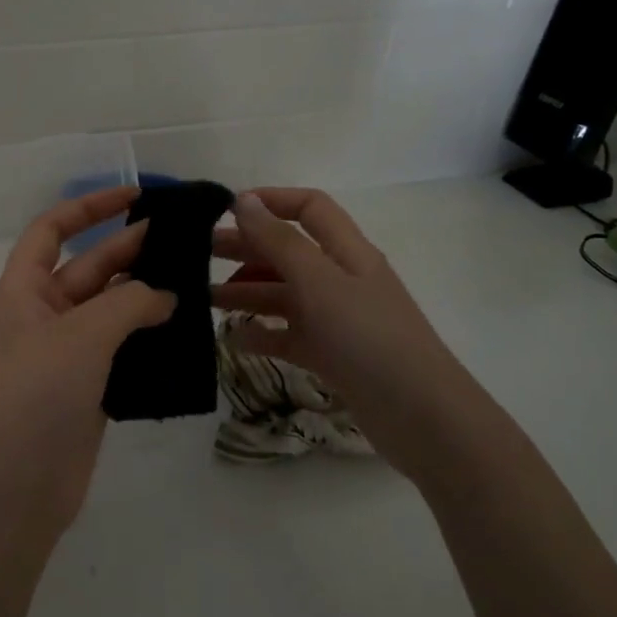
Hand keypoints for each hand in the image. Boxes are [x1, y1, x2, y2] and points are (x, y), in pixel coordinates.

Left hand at [0, 187, 175, 539]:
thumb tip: (165, 296)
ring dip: (145, 295)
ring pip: (111, 309)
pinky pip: (122, 348)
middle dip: (131, 249)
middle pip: (90, 267)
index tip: (135, 195)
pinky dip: (148, 336)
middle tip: (184, 240)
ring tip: (194, 281)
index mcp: (24, 290)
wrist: (16, 486)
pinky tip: (184, 331)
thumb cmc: (37, 395)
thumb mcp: (82, 334)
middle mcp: (44, 315)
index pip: (52, 230)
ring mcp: (67, 353)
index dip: (89, 207)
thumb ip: (129, 303)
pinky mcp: (89, 388)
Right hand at [210, 189, 450, 468]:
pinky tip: (231, 338)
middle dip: (245, 247)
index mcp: (347, 252)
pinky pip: (287, 335)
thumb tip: (243, 200)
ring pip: (283, 295)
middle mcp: (340, 280)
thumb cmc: (369, 338)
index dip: (270, 201)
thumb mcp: (320, 283)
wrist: (419, 416)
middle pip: (288, 251)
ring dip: (245, 291)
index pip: (309, 209)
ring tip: (204, 299)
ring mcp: (336, 320)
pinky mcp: (330, 355)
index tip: (225, 209)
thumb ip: (279, 242)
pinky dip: (260, 333)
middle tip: (197, 254)